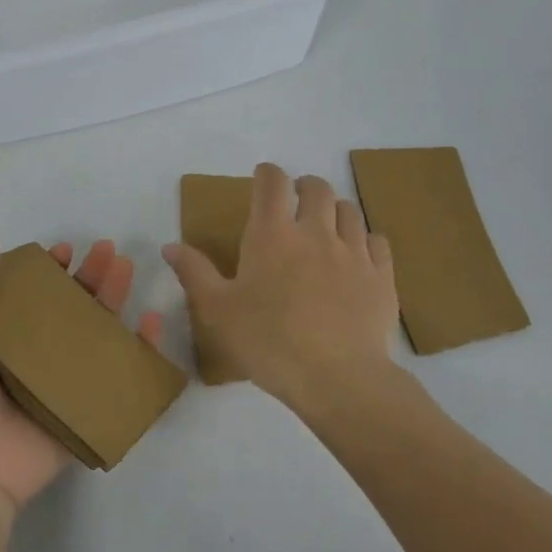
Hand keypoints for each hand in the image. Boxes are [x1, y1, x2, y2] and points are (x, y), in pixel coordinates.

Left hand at [0, 230, 165, 512]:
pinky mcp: (85, 408)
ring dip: (112, 299)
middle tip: (108, 249)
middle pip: (68, 308)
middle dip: (88, 276)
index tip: (64, 250)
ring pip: (95, 333)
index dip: (47, 270)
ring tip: (126, 268)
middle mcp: (30, 356)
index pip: (29, 294)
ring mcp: (60, 382)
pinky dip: (140, 349)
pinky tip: (151, 322)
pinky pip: (118, 374)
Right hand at [163, 163, 398, 409]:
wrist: (337, 378)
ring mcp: (354, 252)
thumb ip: (194, 273)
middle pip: (317, 188)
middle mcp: (316, 232)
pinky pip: (378, 241)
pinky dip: (365, 239)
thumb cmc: (268, 342)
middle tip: (295, 200)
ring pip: (349, 211)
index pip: (272, 183)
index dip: (267, 173)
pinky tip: (358, 254)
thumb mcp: (217, 311)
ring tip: (326, 226)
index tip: (263, 177)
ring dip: (334, 210)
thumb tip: (170, 246)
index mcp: (272, 235)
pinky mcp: (381, 276)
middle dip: (304, 186)